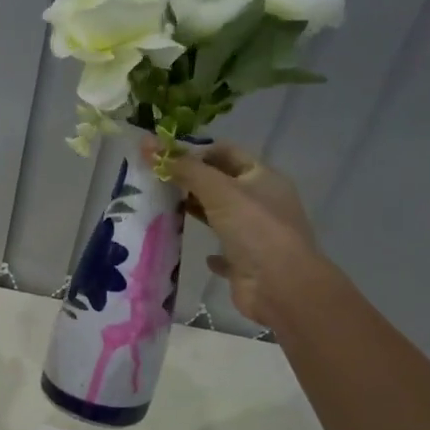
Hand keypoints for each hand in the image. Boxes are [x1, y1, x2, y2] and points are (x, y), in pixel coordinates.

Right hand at [153, 137, 320, 326]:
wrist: (281, 287)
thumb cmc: (254, 229)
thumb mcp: (218, 190)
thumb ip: (184, 168)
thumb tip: (148, 143)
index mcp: (263, 178)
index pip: (227, 153)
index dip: (197, 151)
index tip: (164, 158)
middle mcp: (262, 203)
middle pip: (223, 184)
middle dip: (192, 181)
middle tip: (156, 182)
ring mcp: (256, 234)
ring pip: (222, 216)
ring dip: (198, 213)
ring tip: (164, 210)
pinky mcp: (247, 263)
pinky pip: (225, 252)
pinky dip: (211, 250)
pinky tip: (196, 252)